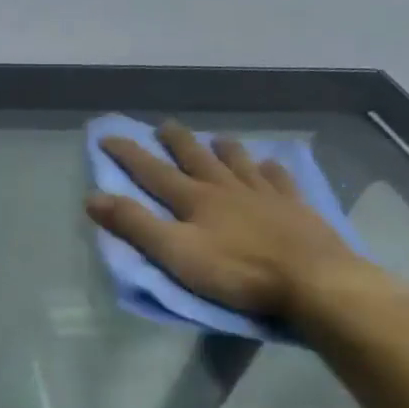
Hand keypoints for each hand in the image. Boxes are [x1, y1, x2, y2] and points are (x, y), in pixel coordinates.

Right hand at [85, 123, 365, 321]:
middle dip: (177, 141)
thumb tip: (93, 196)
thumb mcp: (174, 252)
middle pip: (197, 158)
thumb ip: (134, 225)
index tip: (107, 136)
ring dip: (224, 150)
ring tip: (217, 139)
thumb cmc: (237, 271)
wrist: (314, 282)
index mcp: (195, 199)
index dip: (128, 154)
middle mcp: (227, 189)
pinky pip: (280, 181)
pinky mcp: (296, 210)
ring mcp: (266, 196)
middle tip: (164, 125)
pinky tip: (269, 165)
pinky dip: (270, 170)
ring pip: (239, 164)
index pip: (153, 172)